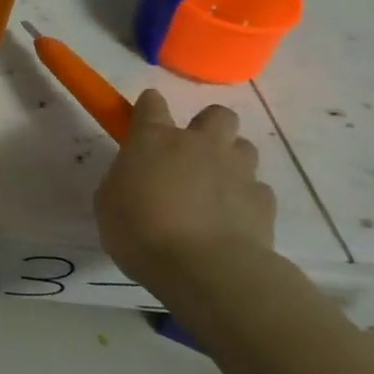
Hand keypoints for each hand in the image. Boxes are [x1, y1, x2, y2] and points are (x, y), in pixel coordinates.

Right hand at [94, 90, 275, 294]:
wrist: (205, 269)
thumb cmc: (140, 230)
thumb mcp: (109, 202)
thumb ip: (124, 180)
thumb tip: (136, 179)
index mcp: (154, 139)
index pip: (151, 103)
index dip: (148, 108)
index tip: (144, 122)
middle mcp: (200, 145)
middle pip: (217, 115)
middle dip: (208, 127)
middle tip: (193, 153)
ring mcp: (237, 171)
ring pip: (243, 148)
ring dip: (230, 160)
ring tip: (216, 187)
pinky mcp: (264, 202)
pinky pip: (257, 189)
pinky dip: (245, 198)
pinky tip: (232, 219)